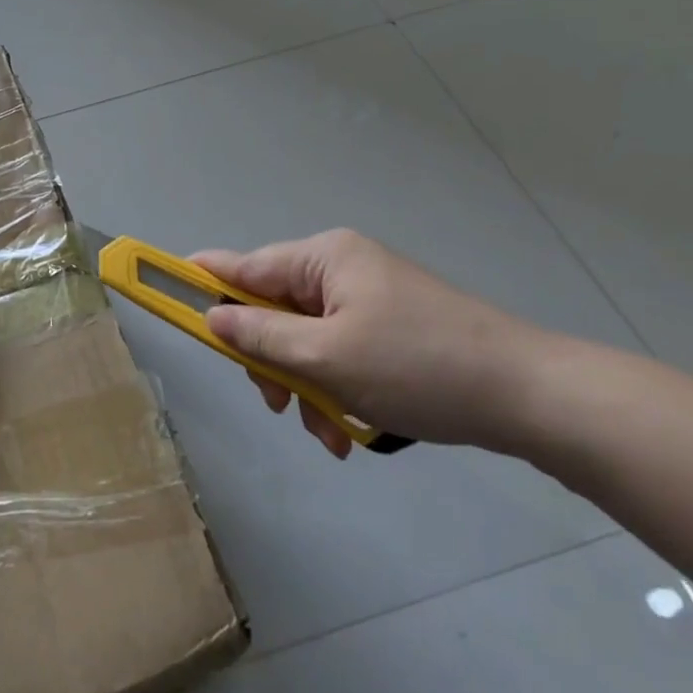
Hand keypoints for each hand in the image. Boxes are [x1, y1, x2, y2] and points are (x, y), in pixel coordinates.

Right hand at [192, 229, 547, 458]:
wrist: (530, 396)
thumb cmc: (417, 366)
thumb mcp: (326, 356)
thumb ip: (260, 335)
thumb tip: (212, 316)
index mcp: (323, 258)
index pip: (242, 266)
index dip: (200, 283)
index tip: (162, 294)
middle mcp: (341, 269)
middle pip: (272, 310)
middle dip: (271, 362)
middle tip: (281, 406)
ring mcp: (368, 299)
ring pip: (305, 341)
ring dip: (306, 387)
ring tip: (329, 434)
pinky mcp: (391, 329)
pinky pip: (339, 354)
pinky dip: (335, 390)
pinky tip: (349, 433)